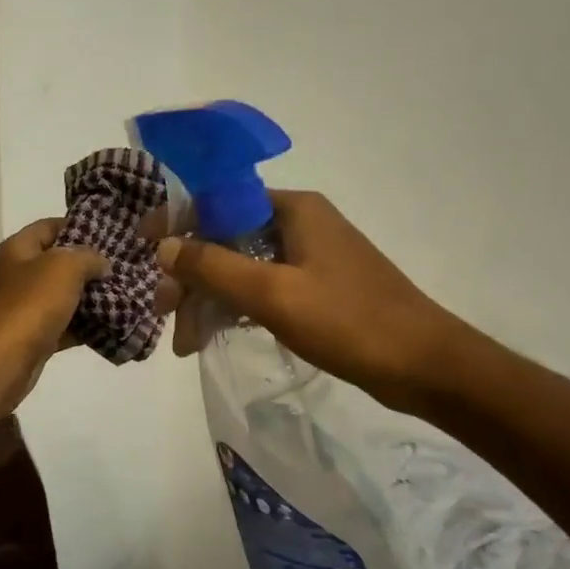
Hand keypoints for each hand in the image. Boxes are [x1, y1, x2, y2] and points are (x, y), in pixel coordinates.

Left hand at [0, 219, 108, 421]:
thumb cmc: (27, 306)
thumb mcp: (62, 267)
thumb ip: (86, 256)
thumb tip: (100, 263)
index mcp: (18, 249)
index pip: (50, 226)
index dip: (81, 226)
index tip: (114, 236)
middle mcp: (18, 275)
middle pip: (60, 263)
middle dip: (92, 267)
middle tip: (128, 269)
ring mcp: (24, 309)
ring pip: (65, 298)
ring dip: (93, 299)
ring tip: (129, 297)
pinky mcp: (33, 339)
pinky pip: (65, 327)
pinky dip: (87, 328)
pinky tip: (114, 328)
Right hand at [155, 190, 462, 411]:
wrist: (426, 367)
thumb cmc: (349, 321)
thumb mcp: (273, 294)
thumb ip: (213, 266)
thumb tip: (163, 245)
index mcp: (292, 209)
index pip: (218, 201)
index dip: (176, 223)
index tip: (143, 251)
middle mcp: (299, 223)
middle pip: (225, 238)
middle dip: (191, 276)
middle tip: (165, 315)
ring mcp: (308, 257)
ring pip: (240, 267)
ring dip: (209, 298)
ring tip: (185, 342)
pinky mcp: (315, 287)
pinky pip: (261, 288)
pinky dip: (235, 308)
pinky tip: (214, 334)